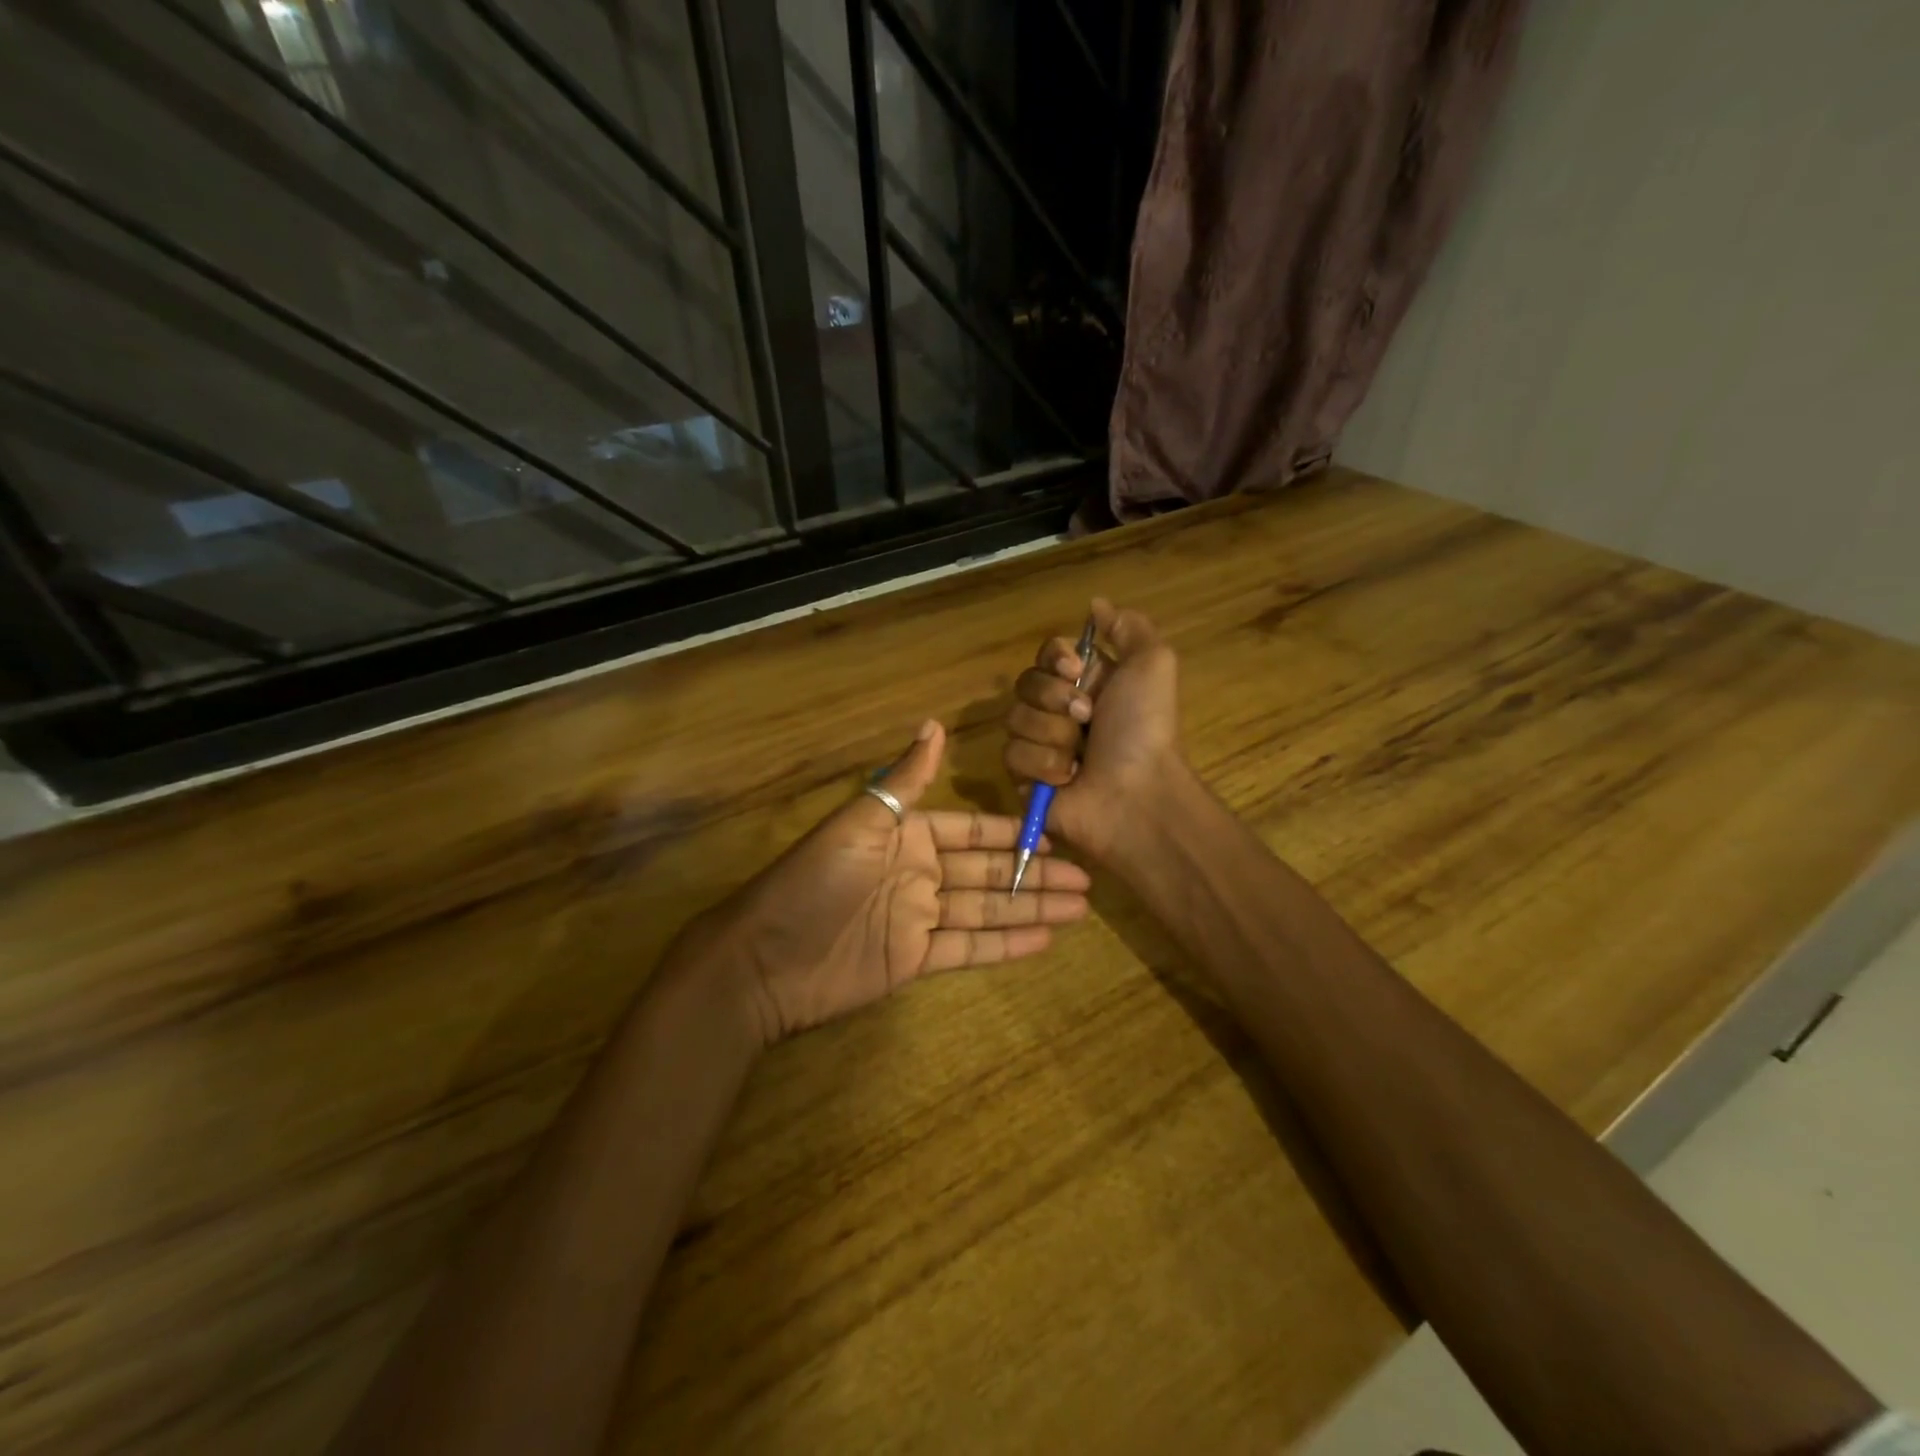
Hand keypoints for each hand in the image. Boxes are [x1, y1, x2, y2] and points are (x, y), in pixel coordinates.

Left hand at [690, 720, 1091, 1044]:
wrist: (765, 959)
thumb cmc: (813, 882)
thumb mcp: (861, 823)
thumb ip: (905, 781)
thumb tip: (936, 724)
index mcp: (908, 836)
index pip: (973, 831)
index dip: (1014, 833)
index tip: (1057, 834)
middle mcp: (919, 873)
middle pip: (989, 871)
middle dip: (1035, 874)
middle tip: (1087, 879)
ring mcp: (918, 918)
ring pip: (986, 909)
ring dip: (1030, 908)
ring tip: (1078, 908)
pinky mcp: (914, 960)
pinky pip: (968, 949)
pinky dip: (1005, 945)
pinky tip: (1043, 940)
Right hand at [1003, 598, 1183, 863]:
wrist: (1134, 793)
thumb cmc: (1144, 729)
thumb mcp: (1153, 664)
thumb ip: (1128, 628)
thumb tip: (1095, 605)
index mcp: (1086, 683)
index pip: (1047, 654)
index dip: (1054, 658)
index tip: (1075, 669)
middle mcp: (1060, 711)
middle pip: (1026, 683)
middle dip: (1055, 698)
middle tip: (1086, 718)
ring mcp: (1040, 745)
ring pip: (1015, 719)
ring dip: (1052, 735)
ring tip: (1080, 757)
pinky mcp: (1025, 778)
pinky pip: (1012, 755)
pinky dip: (1043, 765)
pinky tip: (1067, 778)